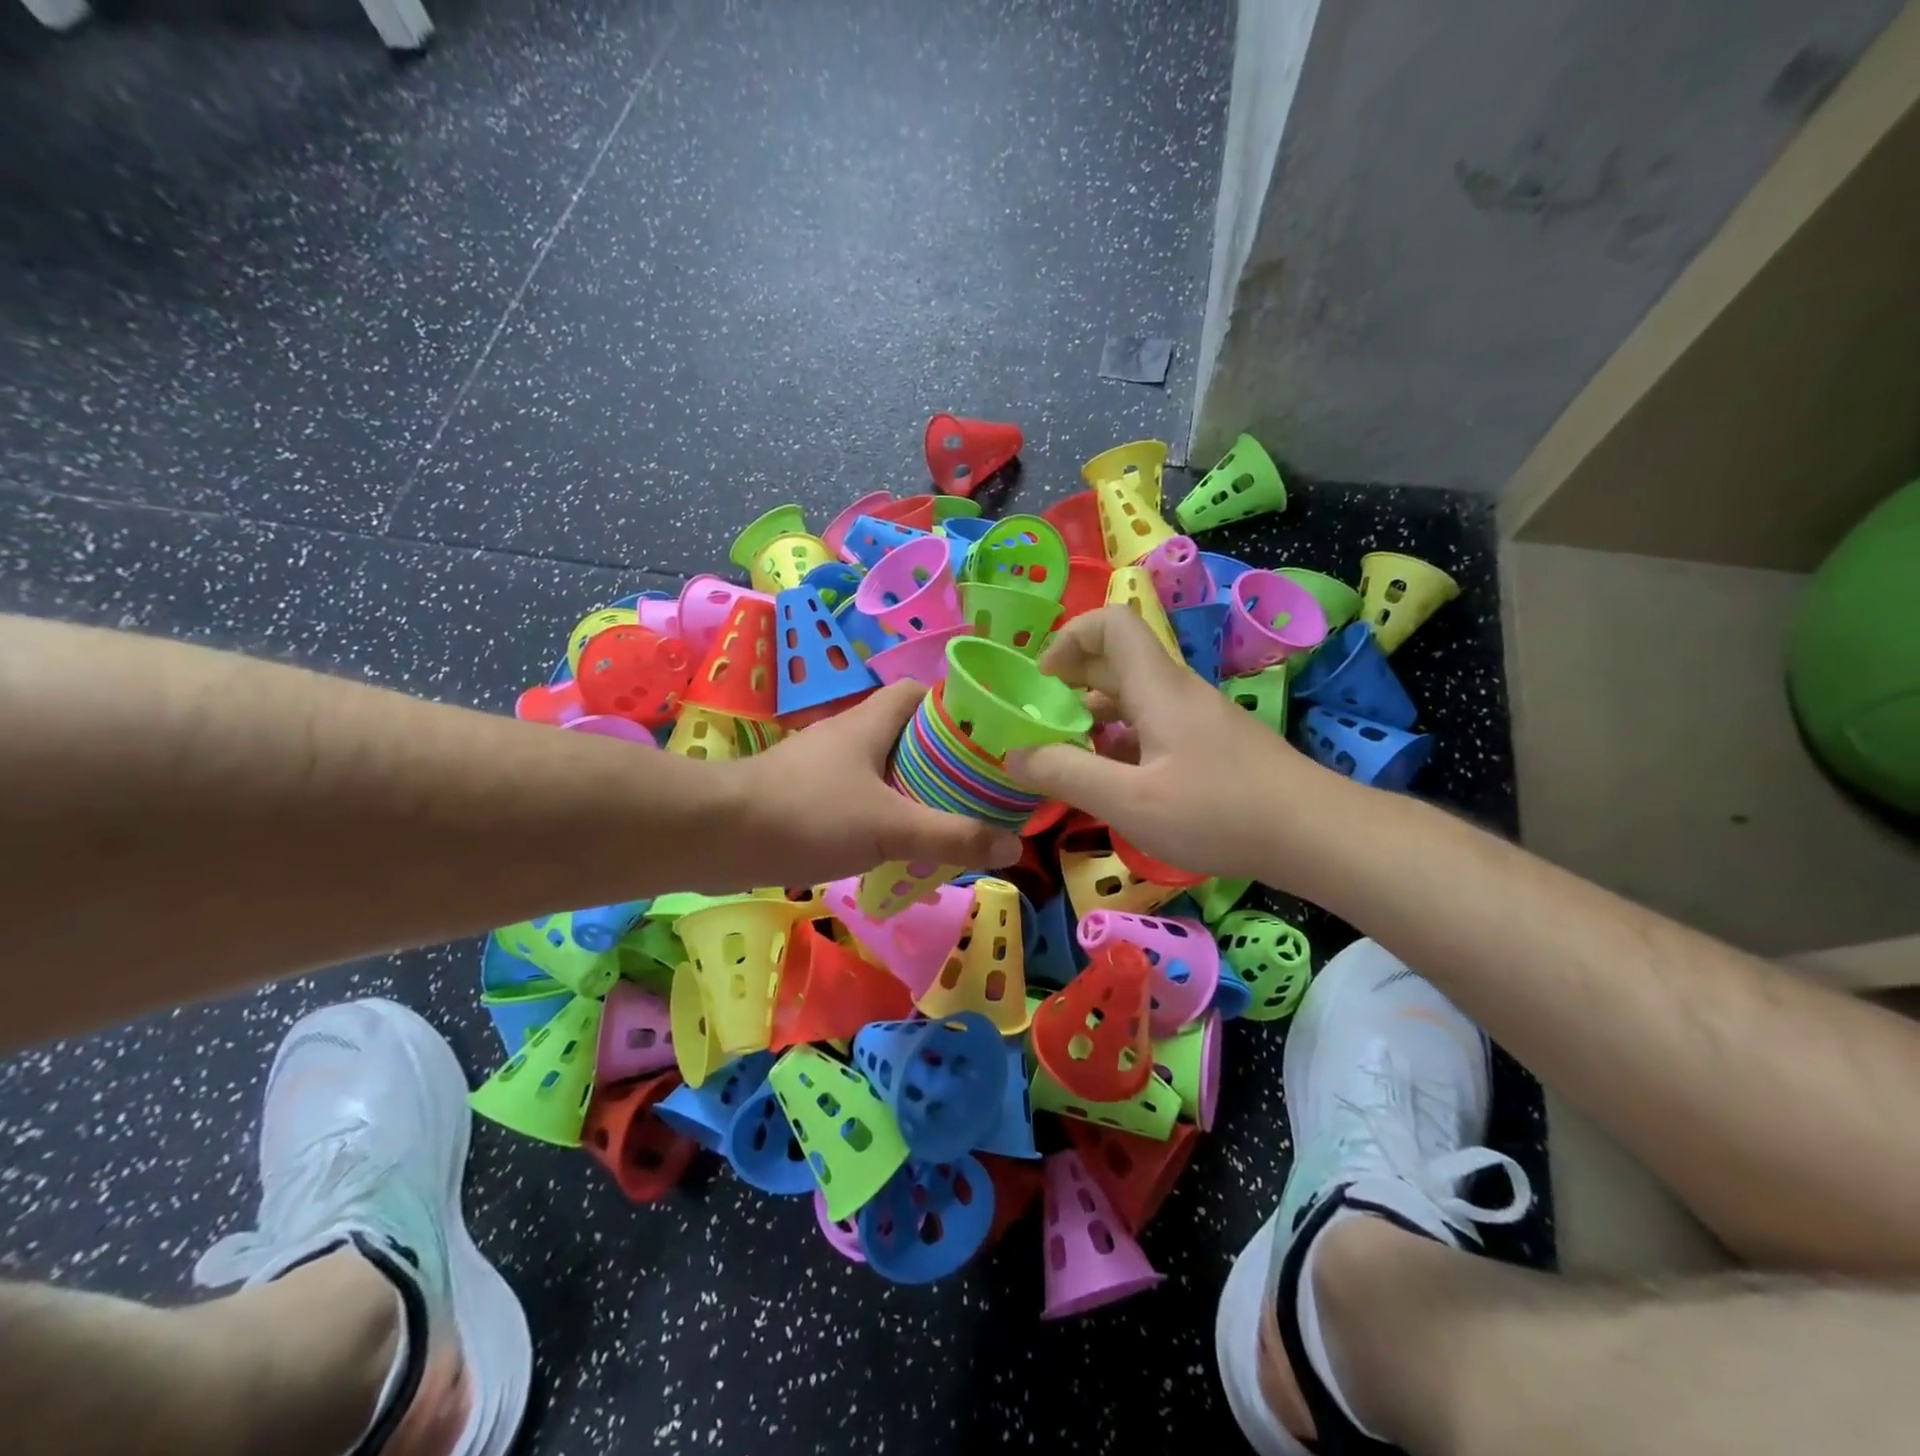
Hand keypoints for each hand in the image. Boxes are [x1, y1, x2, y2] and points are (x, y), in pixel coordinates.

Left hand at [723, 681, 1023, 887]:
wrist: (717, 835)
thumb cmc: (809, 814)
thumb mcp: (891, 827)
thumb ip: (952, 836)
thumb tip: (1012, 845)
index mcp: (871, 722)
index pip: (919, 692)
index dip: (955, 707)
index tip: (986, 737)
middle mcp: (847, 735)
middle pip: (905, 733)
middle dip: (941, 757)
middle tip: (976, 788)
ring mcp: (821, 765)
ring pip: (880, 768)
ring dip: (911, 789)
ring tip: (945, 820)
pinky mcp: (803, 796)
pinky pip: (856, 796)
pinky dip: (880, 813)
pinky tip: (893, 845)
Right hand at [1006, 607, 1334, 883]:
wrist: (1316, 834)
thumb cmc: (1218, 811)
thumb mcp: (1128, 801)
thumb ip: (1065, 773)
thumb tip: (1013, 754)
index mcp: (1156, 687)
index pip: (1111, 623)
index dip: (1068, 638)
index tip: (1042, 682)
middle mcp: (1177, 691)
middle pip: (1117, 661)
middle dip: (1072, 684)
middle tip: (1042, 725)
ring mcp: (1198, 718)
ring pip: (1135, 698)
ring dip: (1095, 718)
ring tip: (1069, 759)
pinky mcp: (1212, 745)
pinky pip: (1154, 726)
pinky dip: (1122, 742)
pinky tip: (1116, 783)